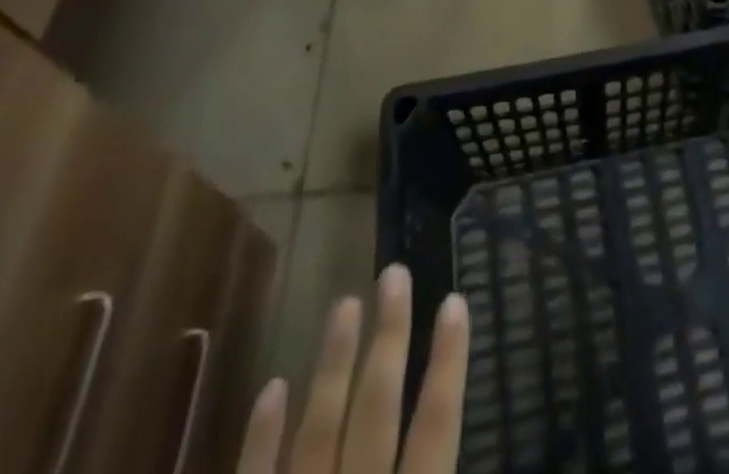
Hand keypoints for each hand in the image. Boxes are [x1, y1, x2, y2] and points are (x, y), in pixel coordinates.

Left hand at [237, 264, 469, 473]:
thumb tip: (466, 457)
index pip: (436, 428)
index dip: (448, 363)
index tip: (454, 300)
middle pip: (376, 411)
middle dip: (388, 338)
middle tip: (394, 273)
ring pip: (319, 431)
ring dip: (333, 364)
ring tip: (344, 302)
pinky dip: (262, 436)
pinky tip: (273, 386)